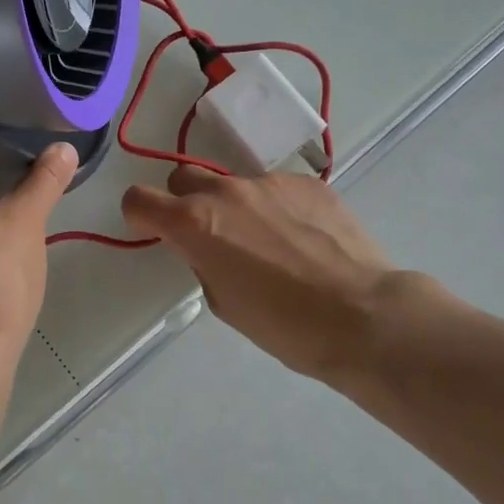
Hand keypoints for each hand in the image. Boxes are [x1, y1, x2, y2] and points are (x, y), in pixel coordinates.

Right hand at [122, 168, 413, 379]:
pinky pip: (276, 188)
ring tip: (269, 244)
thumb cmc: (284, 325)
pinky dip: (276, 208)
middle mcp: (226, 192)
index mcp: (195, 223)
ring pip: (234, 184)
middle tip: (208, 235)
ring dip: (235, 207)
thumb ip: (202, 261)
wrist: (363, 315)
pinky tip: (302, 240)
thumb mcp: (223, 302)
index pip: (139, 199)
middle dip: (184, 202)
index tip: (153, 231)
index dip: (140, 215)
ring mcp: (269, 182)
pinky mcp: (306, 182)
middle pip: (183, 178)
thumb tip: (207, 247)